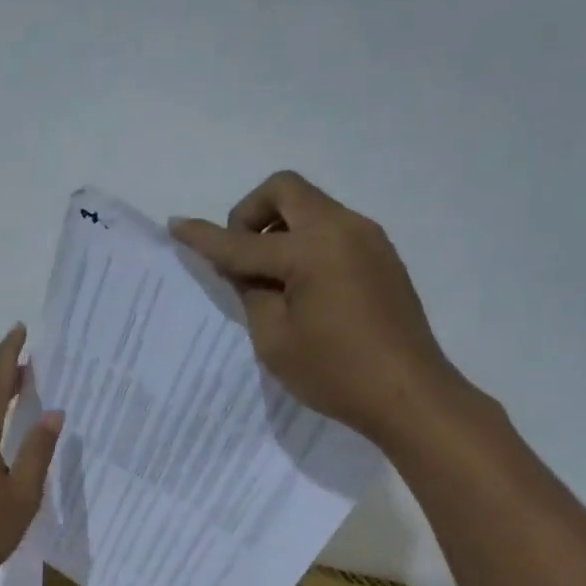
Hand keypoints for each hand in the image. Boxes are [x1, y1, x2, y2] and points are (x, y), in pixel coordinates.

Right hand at [170, 170, 466, 446]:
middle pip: (285, 190)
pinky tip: (301, 286)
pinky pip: (332, 229)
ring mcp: (368, 239)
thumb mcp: (274, 339)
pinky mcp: (381, 257)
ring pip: (311, 206)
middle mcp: (343, 228)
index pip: (243, 240)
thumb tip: (246, 269)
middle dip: (250, 213)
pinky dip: (305, 242)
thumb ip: (252, 294)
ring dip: (280, 227)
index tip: (176, 225)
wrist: (410, 395)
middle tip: (240, 257)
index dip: (205, 236)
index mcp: (312, 249)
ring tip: (269, 279)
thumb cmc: (335, 372)